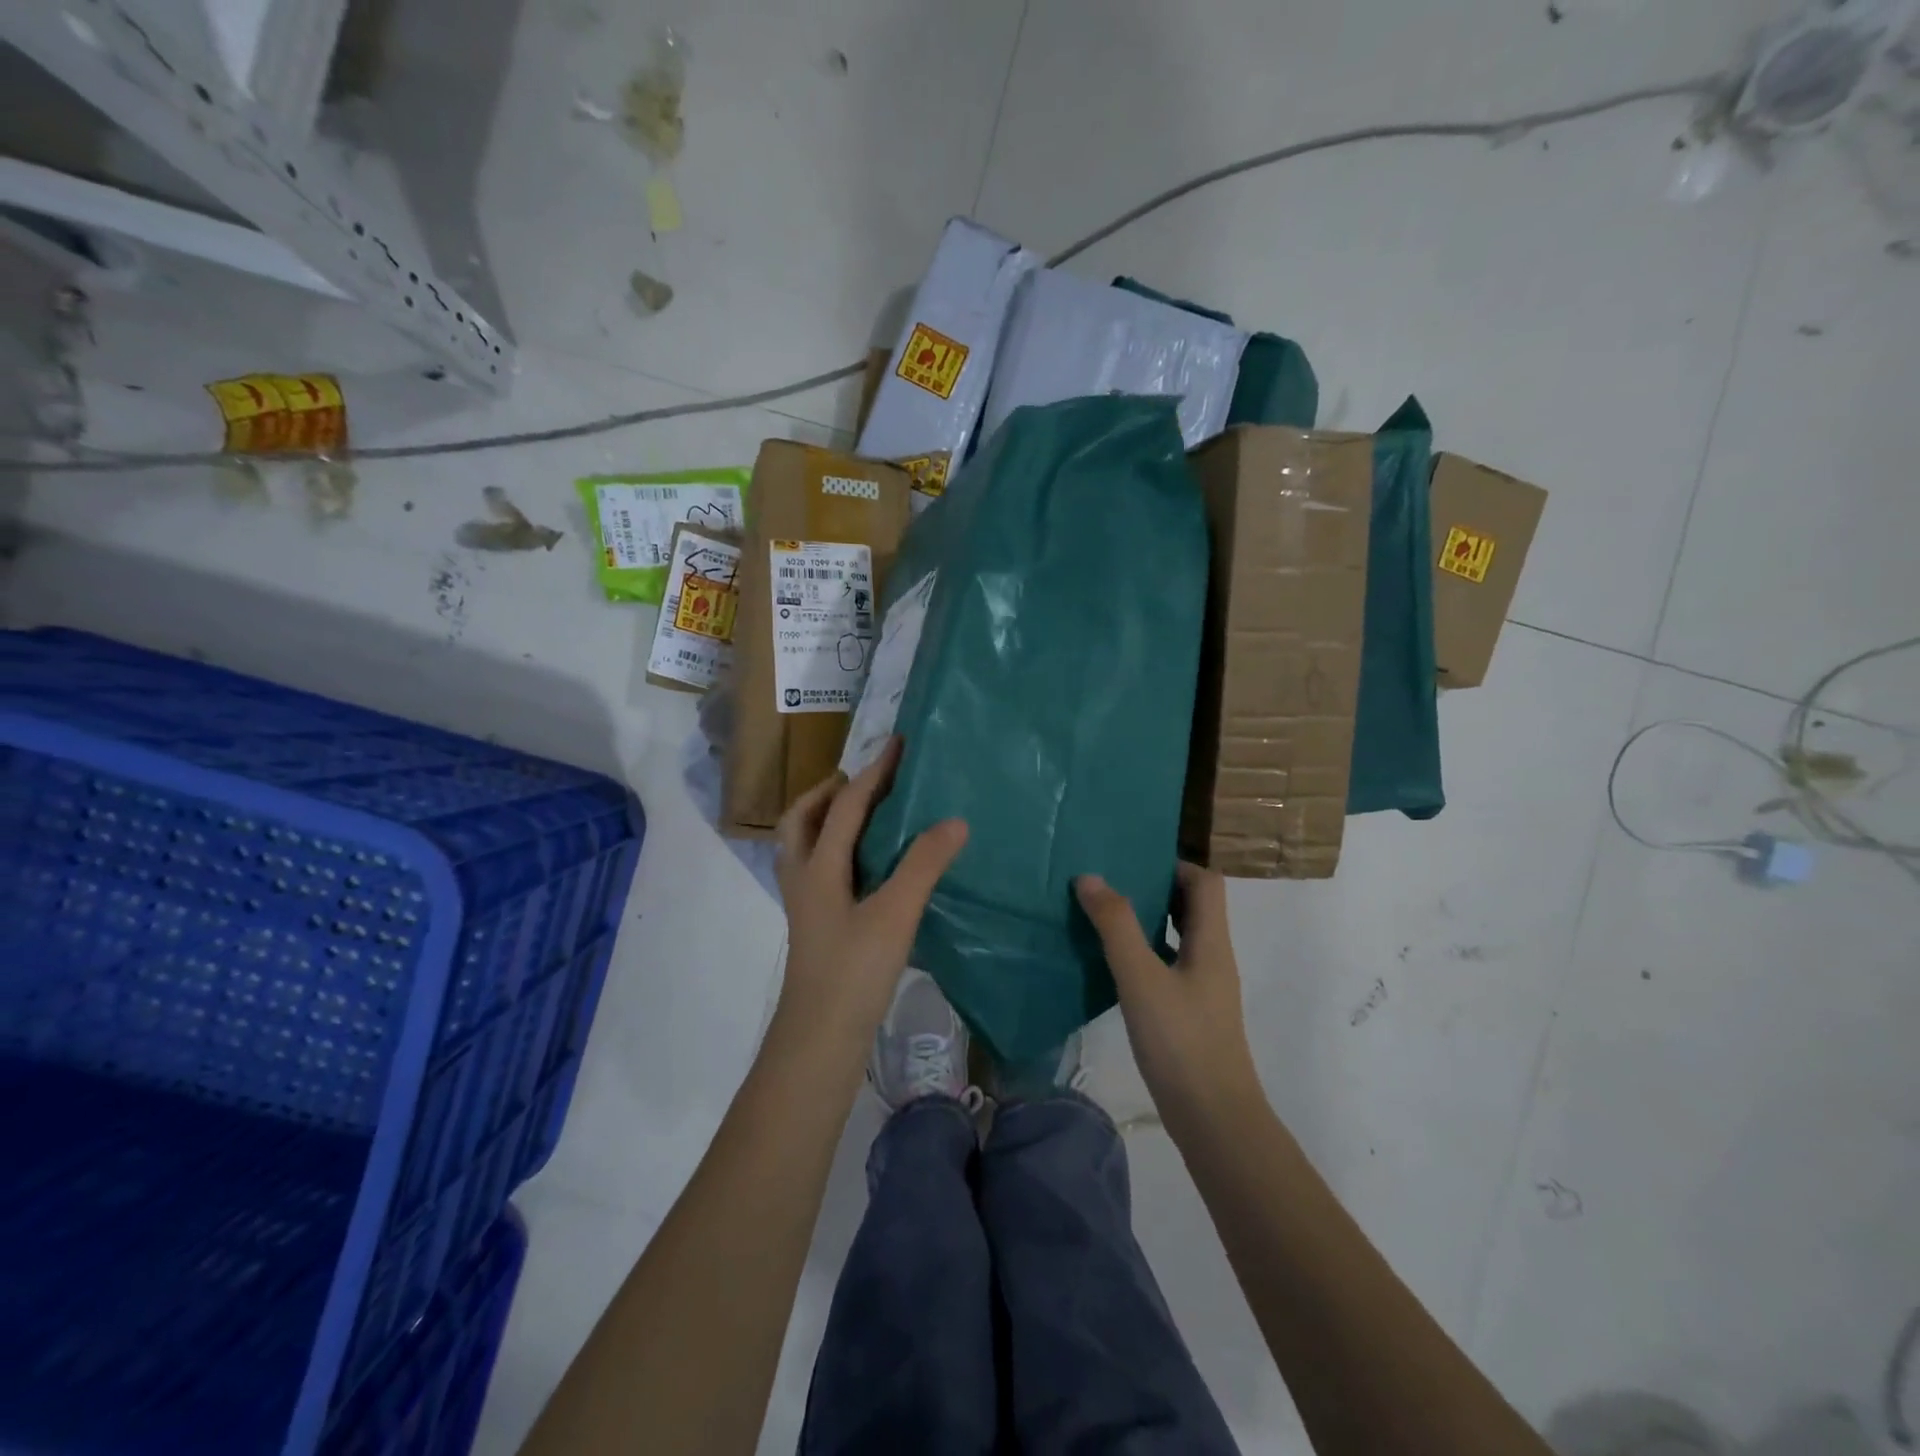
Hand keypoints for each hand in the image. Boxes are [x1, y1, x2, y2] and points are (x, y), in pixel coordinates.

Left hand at [775, 737, 967, 1047]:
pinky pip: (822, 870)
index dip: (873, 773)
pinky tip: (871, 867)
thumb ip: (923, 864)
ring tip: (868, 816)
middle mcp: (804, 877)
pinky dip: (840, 850)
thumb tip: (954, 820)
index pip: (845, 806)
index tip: (898, 744)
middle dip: (831, 792)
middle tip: (867, 781)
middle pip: (803, 819)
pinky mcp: (817, 925)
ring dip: (830, 820)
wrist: (820, 1039)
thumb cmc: (853, 972)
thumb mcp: (894, 914)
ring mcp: (807, 904)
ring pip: (807, 845)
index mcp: (817, 866)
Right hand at [1075, 862, 1262, 1131]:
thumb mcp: (1141, 978)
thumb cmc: (1181, 1042)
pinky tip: (1111, 963)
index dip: (1174, 864)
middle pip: (1192, 906)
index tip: (1132, 860)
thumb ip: (1116, 926)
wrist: (1214, 1119)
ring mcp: (1202, 987)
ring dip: (1146, 920)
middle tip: (1110, 881)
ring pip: (1177, 936)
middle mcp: (1212, 957)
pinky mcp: (1189, 1012)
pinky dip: (1143, 952)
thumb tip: (1090, 877)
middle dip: (1154, 888)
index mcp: (1211, 941)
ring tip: (1103, 913)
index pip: (1205, 882)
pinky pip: (1167, 964)